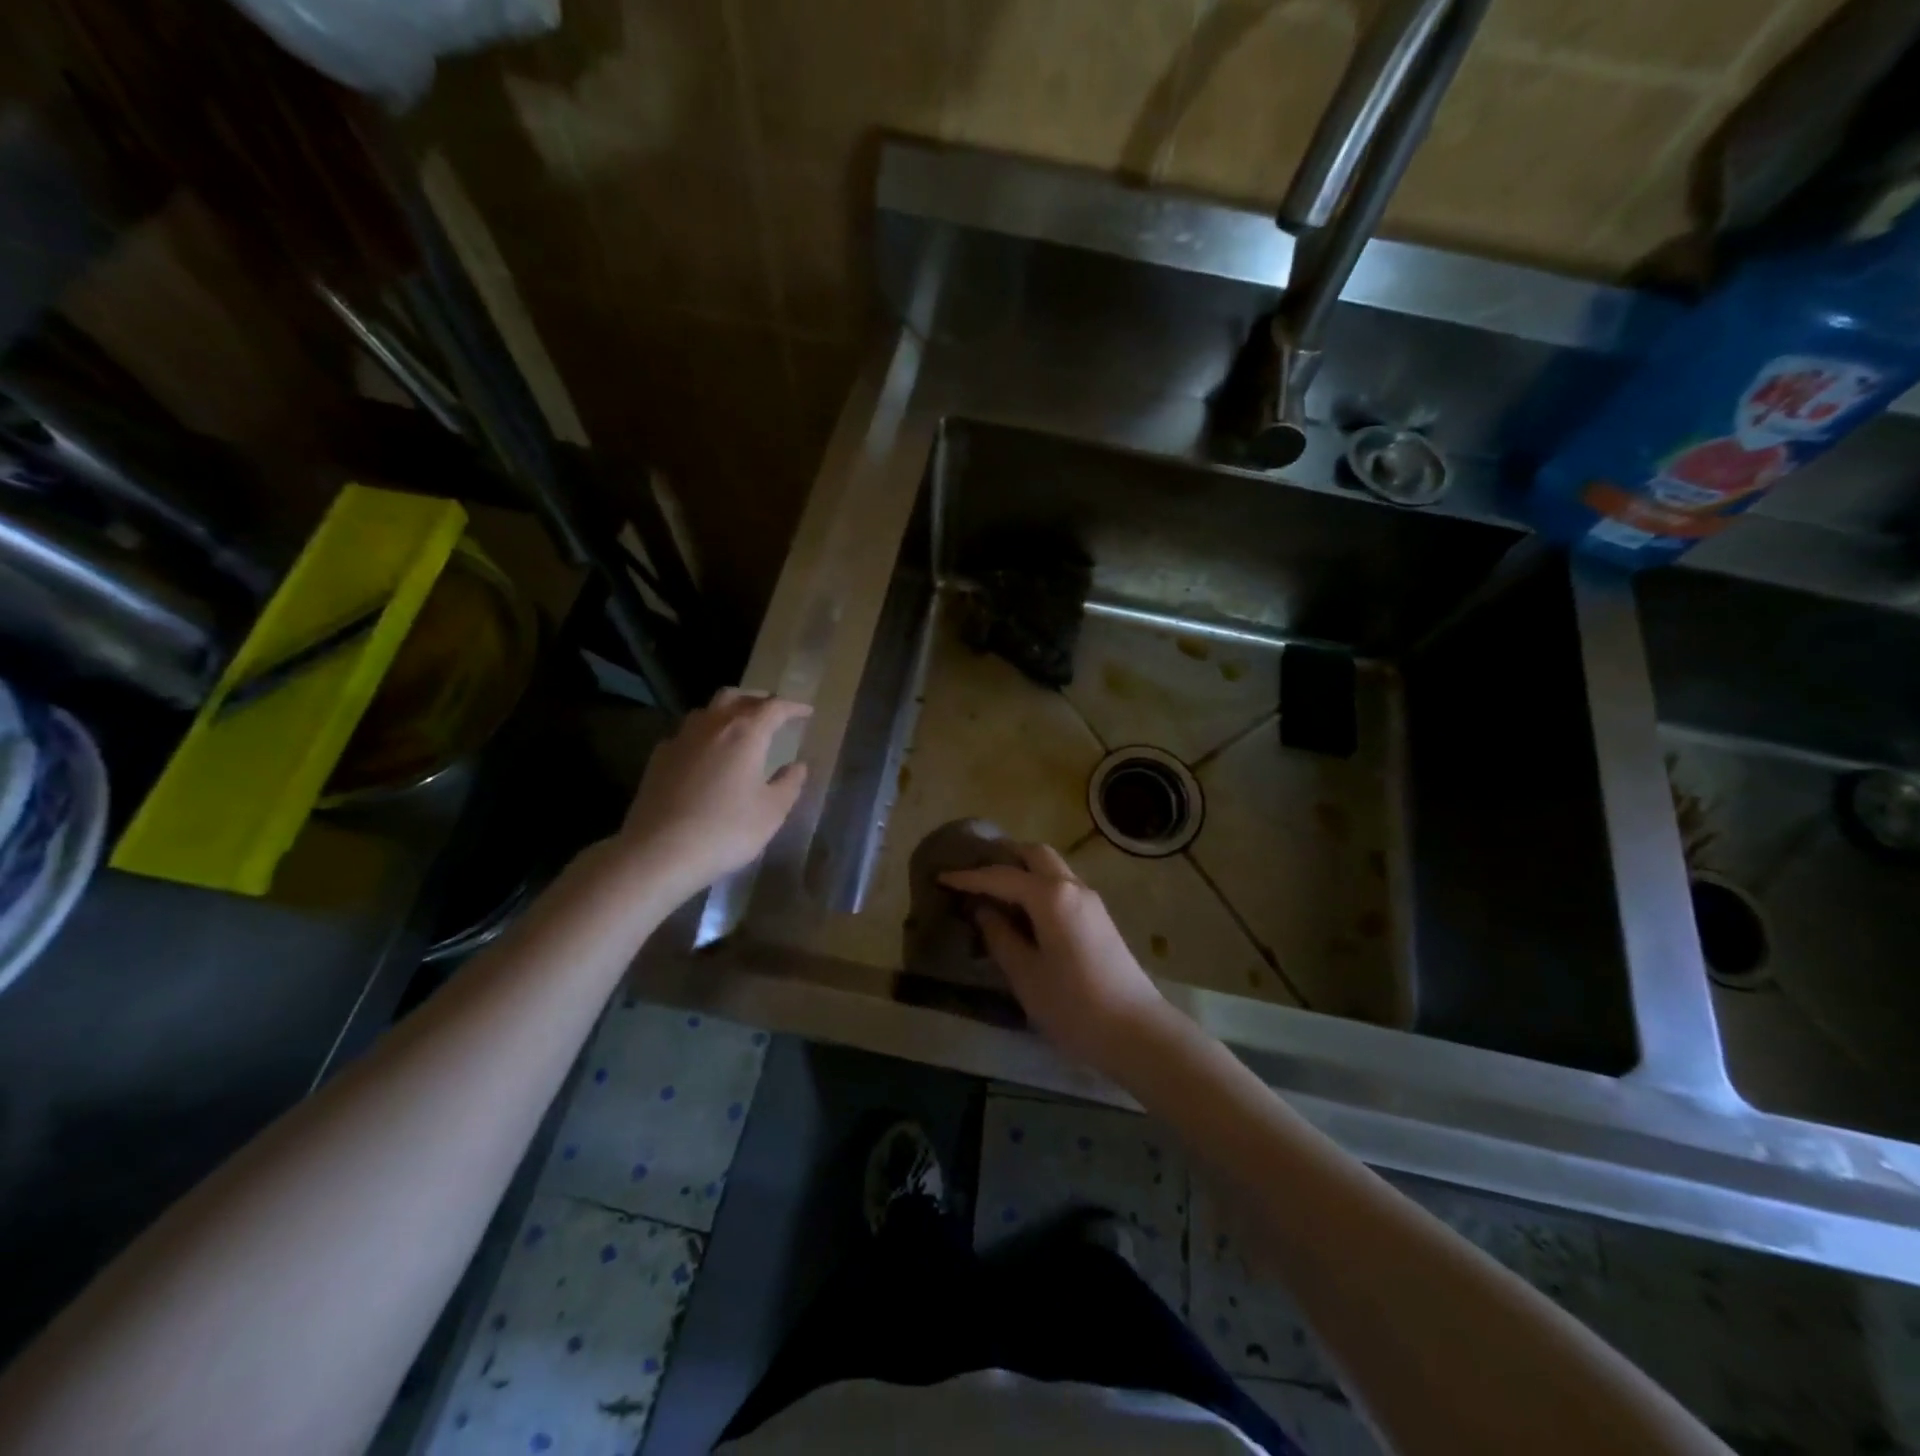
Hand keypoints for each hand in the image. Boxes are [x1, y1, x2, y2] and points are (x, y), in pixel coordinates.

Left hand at [618, 689, 811, 898]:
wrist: (659, 851)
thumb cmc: (726, 830)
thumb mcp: (771, 812)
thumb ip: (789, 784)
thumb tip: (797, 766)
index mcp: (745, 734)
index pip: (774, 708)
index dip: (793, 707)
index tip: (806, 713)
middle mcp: (712, 726)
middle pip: (735, 697)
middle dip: (756, 700)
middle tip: (770, 712)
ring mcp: (680, 740)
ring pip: (706, 711)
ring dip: (726, 712)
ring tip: (737, 728)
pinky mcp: (658, 758)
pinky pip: (685, 734)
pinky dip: (702, 735)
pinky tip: (704, 754)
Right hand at [941, 843, 1167, 1072]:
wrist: (1136, 1032)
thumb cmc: (1073, 1005)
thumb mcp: (1025, 974)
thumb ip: (1001, 937)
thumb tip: (984, 911)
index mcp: (1051, 896)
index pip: (1002, 876)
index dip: (969, 878)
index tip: (941, 877)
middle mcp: (1072, 886)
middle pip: (1034, 855)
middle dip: (1002, 858)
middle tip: (973, 875)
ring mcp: (1090, 900)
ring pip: (1052, 867)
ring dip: (1023, 870)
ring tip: (993, 891)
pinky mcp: (1099, 917)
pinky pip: (1062, 886)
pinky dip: (1038, 885)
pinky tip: (1023, 910)